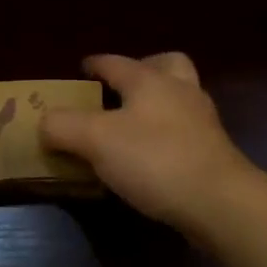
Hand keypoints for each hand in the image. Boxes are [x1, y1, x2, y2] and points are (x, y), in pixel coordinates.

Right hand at [40, 53, 265, 237]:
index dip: (94, 64)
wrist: (221, 204)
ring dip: (157, 103)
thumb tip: (44, 122)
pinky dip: (166, 134)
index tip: (80, 70)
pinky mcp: (213, 153)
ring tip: (131, 125)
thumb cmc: (155, 160)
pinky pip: (185, 130)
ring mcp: (202, 122)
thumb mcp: (95, 140)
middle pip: (164, 65)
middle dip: (142, 70)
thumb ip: (62, 126)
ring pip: (179, 97)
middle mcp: (179, 91)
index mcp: (149, 80)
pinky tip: (150, 156)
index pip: (115, 62)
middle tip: (119, 90)